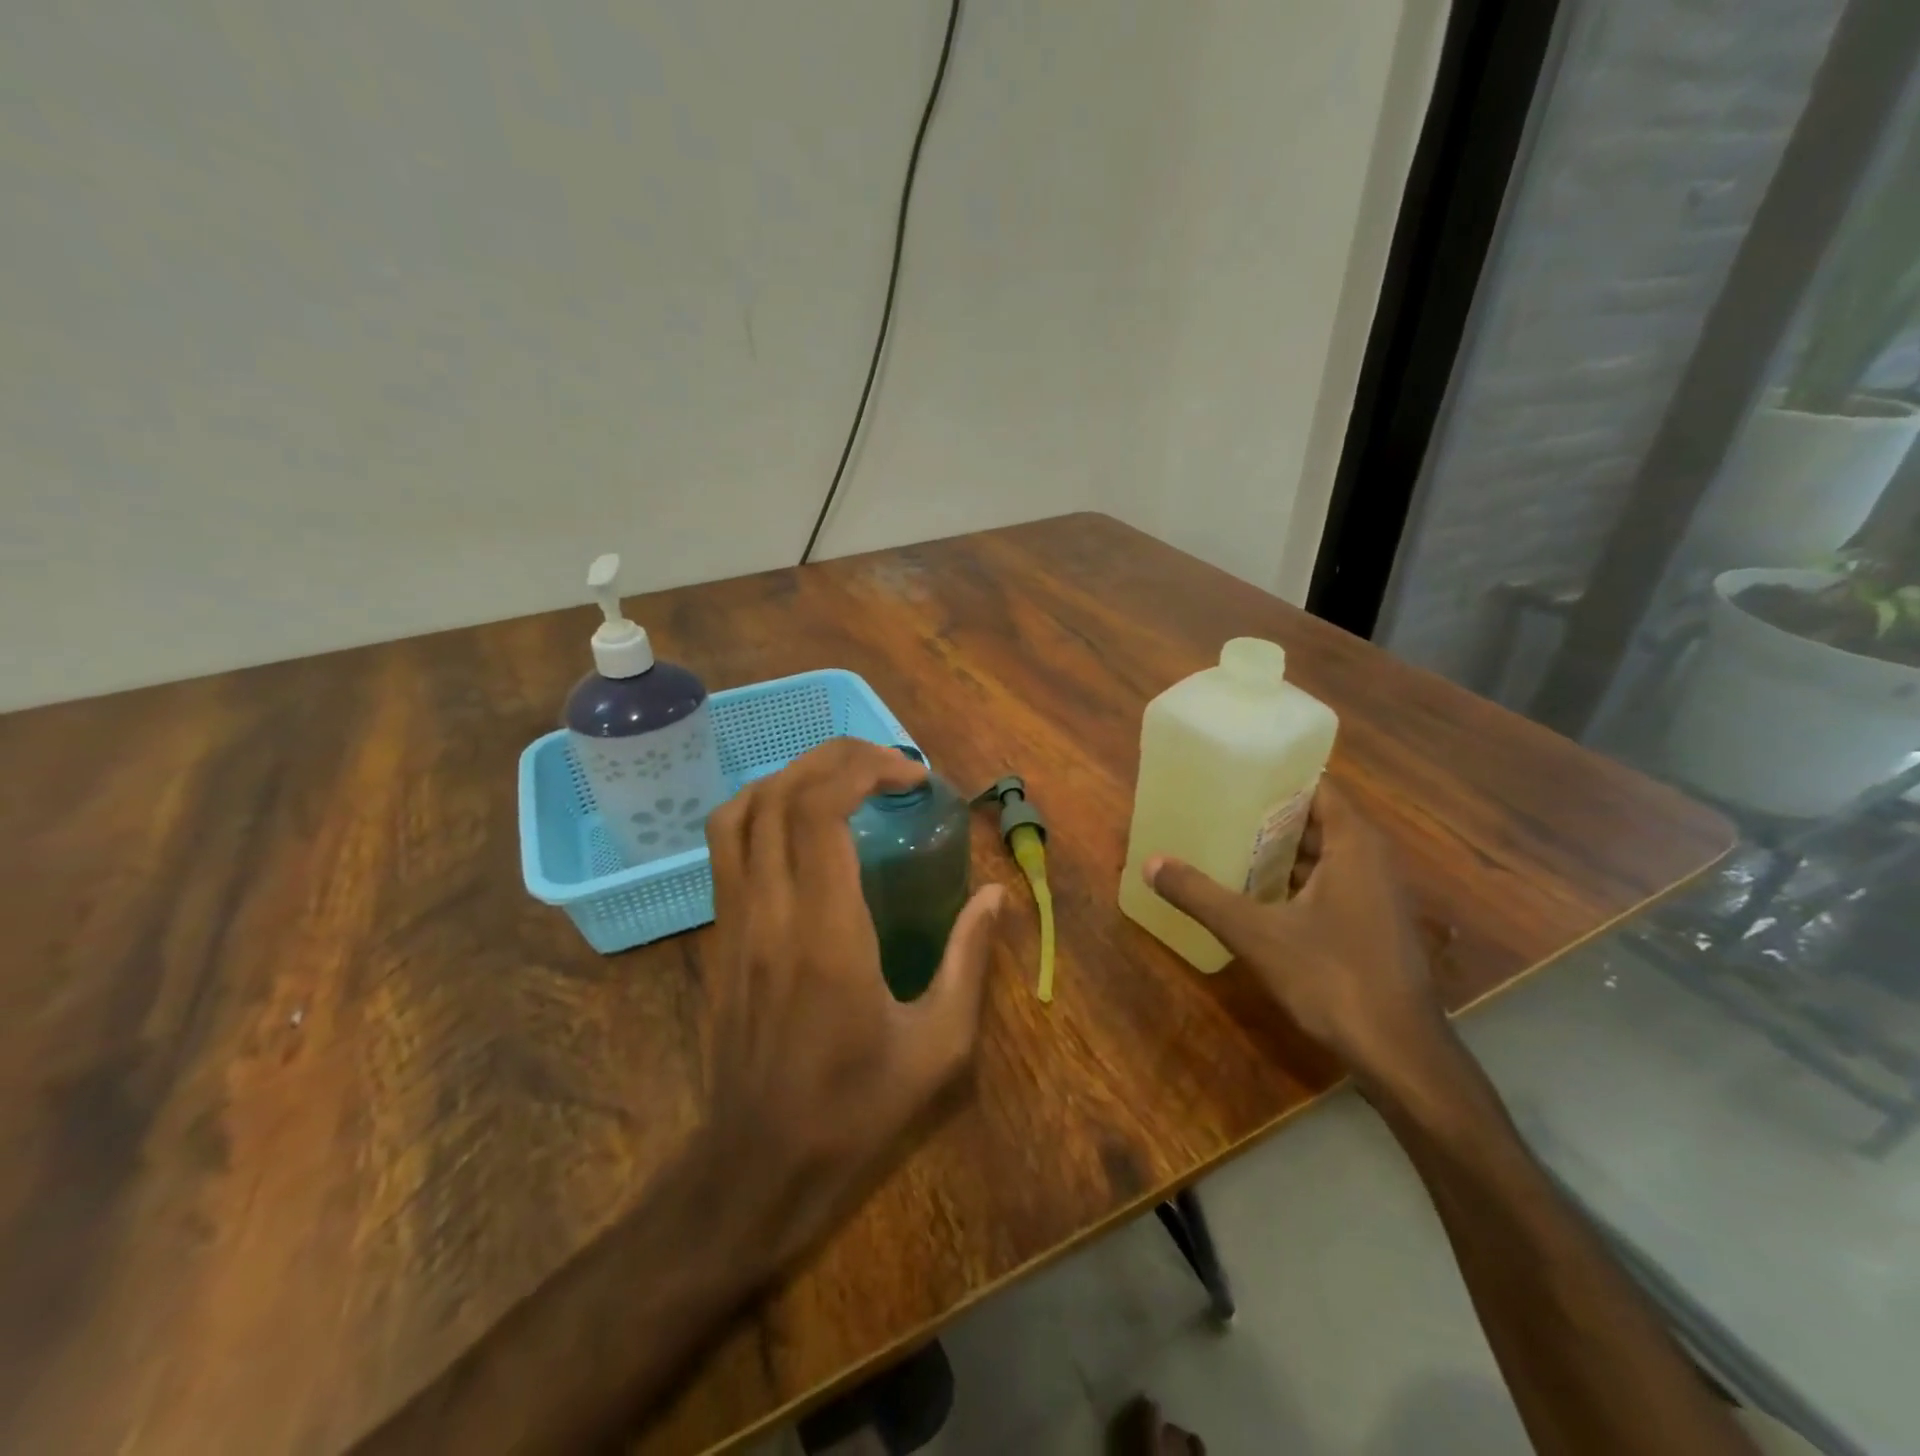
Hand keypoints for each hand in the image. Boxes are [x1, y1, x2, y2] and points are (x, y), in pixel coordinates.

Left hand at [700, 738, 1005, 1273]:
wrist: (757, 1165)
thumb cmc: (855, 1109)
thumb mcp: (938, 1046)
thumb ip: (968, 960)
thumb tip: (995, 895)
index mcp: (827, 935)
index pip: (820, 812)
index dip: (864, 770)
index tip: (912, 777)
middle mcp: (770, 913)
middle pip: (780, 795)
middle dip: (836, 758)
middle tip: (889, 765)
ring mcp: (734, 922)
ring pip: (741, 812)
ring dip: (793, 775)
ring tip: (843, 780)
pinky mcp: (719, 935)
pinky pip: (725, 845)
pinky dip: (762, 807)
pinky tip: (801, 822)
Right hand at [1143, 779, 1448, 1090]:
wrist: (1400, 1053)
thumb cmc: (1332, 977)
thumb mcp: (1254, 933)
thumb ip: (1200, 895)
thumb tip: (1149, 863)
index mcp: (1355, 845)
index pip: (1316, 787)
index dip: (1276, 778)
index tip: (1233, 774)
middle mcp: (1372, 859)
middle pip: (1316, 820)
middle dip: (1267, 815)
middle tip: (1217, 808)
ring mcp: (1377, 894)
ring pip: (1322, 855)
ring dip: (1279, 851)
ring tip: (1226, 843)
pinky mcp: (1373, 924)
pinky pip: (1329, 883)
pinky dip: (1294, 880)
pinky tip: (1255, 893)